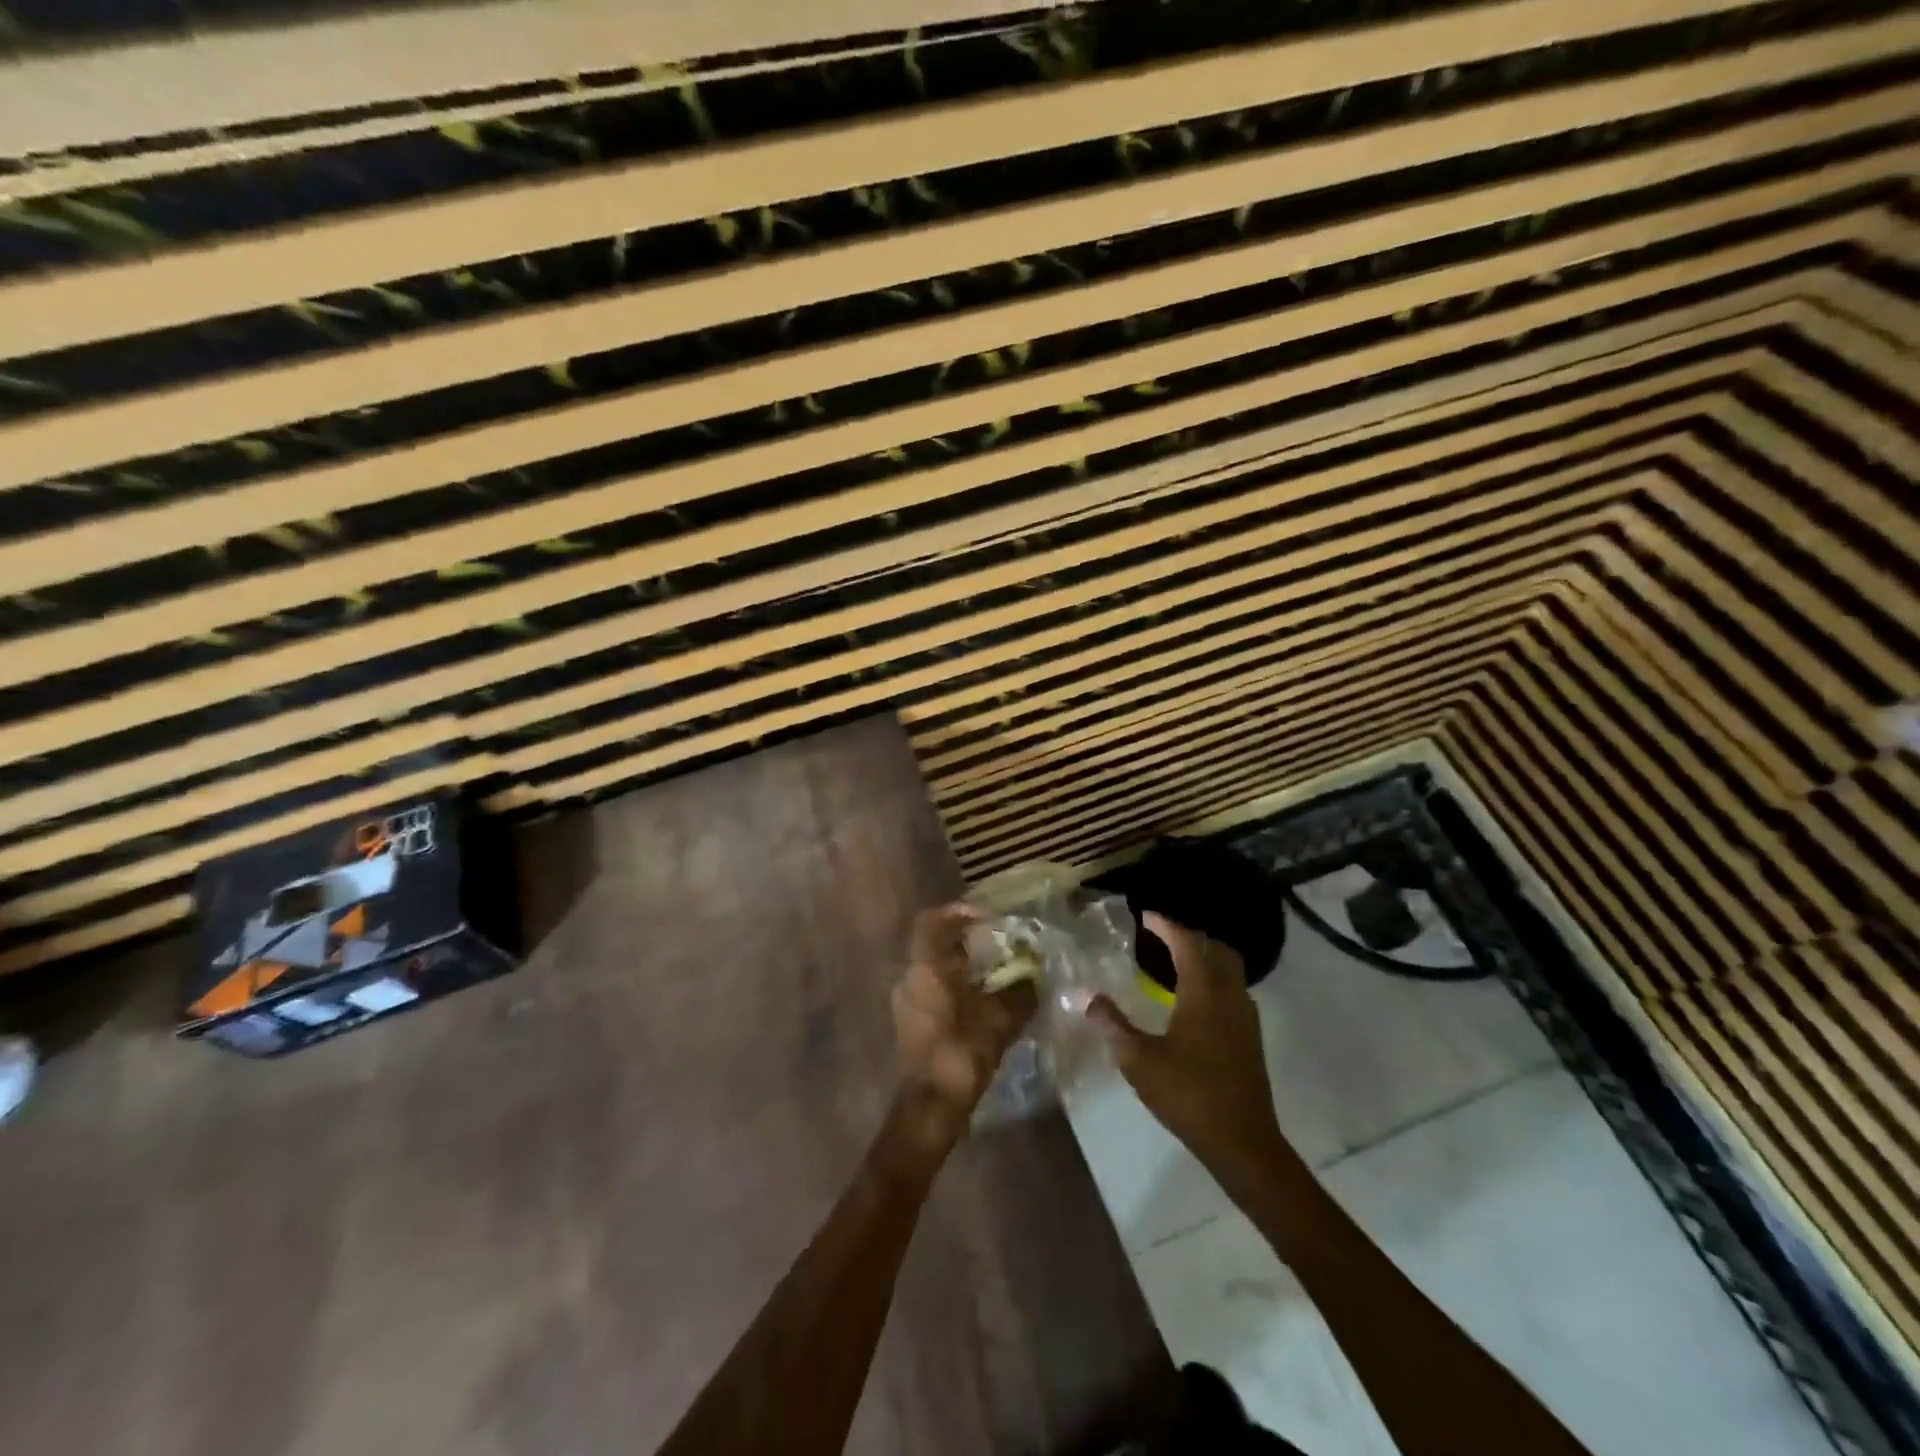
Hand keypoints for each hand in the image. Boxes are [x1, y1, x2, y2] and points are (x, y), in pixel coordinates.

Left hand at [884, 903, 1036, 1173]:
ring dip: (962, 969)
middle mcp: (910, 978)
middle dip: (966, 942)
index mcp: (926, 967)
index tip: (987, 918)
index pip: (931, 921)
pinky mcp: (911, 1025)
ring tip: (996, 978)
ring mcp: (906, 1003)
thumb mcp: (1000, 1019)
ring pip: (934, 971)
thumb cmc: (961, 1052)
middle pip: (934, 945)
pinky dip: (956, 990)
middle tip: (998, 948)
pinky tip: (982, 1006)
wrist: (931, 1106)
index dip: (958, 912)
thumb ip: (1019, 994)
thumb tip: (1034, 979)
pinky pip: (933, 993)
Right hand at [1088, 913, 1295, 1195]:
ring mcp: (1245, 1016)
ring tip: (1174, 961)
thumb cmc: (1188, 1095)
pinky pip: (1233, 988)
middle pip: (1215, 948)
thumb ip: (1112, 1026)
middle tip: (1159, 937)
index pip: (1187, 943)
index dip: (1166, 925)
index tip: (1145, 917)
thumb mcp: (1139, 1061)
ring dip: (1204, 955)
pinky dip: (1214, 977)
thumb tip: (1087, 998)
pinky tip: (1193, 998)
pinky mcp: (1250, 1035)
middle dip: (1188, 936)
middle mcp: (1229, 996)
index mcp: (1203, 994)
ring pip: (1229, 968)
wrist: (1242, 1142)